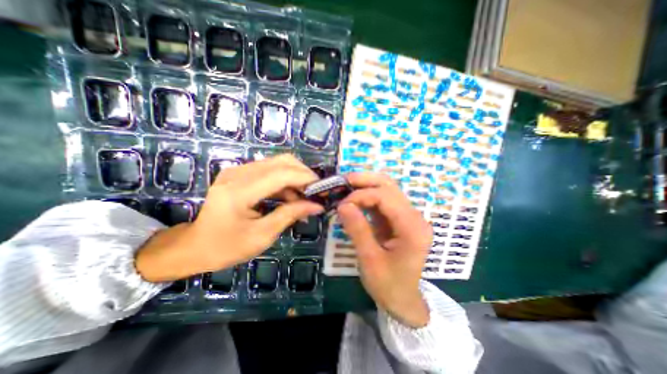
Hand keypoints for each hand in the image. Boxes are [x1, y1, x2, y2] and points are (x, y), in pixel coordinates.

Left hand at [134, 153, 322, 282]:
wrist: (196, 245)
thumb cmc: (227, 246)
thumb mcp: (262, 235)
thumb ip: (290, 215)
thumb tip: (317, 206)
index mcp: (239, 192)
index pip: (282, 174)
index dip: (306, 178)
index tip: (322, 190)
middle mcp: (238, 174)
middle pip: (282, 161)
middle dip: (304, 174)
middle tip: (315, 192)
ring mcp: (238, 171)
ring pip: (278, 162)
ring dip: (296, 177)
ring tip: (304, 198)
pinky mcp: (240, 173)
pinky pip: (270, 169)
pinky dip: (285, 180)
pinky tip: (290, 196)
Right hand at [339, 172, 432, 326]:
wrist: (402, 300)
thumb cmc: (388, 285)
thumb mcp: (369, 260)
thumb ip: (357, 230)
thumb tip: (342, 205)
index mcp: (412, 228)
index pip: (386, 197)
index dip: (361, 195)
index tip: (341, 204)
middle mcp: (414, 217)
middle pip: (390, 186)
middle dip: (365, 181)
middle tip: (343, 181)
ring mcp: (408, 216)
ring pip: (387, 189)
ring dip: (366, 185)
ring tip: (346, 187)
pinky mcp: (400, 219)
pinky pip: (384, 200)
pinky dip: (368, 196)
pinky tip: (354, 198)